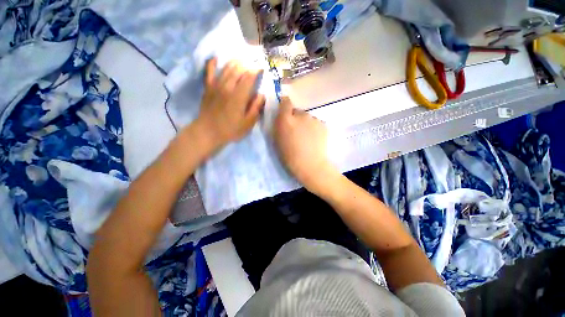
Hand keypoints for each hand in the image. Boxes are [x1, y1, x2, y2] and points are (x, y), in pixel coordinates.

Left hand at [194, 58, 265, 148]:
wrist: (208, 132)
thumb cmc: (230, 130)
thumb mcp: (248, 123)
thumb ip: (256, 108)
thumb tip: (261, 95)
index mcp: (238, 96)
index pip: (249, 77)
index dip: (256, 70)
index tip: (262, 68)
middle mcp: (227, 87)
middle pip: (238, 68)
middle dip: (248, 63)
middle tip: (254, 63)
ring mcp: (216, 85)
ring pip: (226, 67)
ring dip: (236, 61)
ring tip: (243, 59)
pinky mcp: (208, 87)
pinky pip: (209, 71)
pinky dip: (213, 63)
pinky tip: (217, 58)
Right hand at [274, 97, 338, 192]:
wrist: (310, 165)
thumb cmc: (290, 156)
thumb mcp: (277, 140)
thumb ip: (279, 125)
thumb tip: (282, 116)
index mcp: (286, 120)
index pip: (286, 102)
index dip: (285, 104)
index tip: (285, 110)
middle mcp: (300, 115)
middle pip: (297, 112)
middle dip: (295, 118)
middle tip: (296, 131)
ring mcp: (313, 119)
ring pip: (307, 118)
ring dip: (305, 124)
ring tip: (307, 137)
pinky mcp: (323, 125)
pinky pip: (315, 123)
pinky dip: (314, 128)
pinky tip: (314, 139)